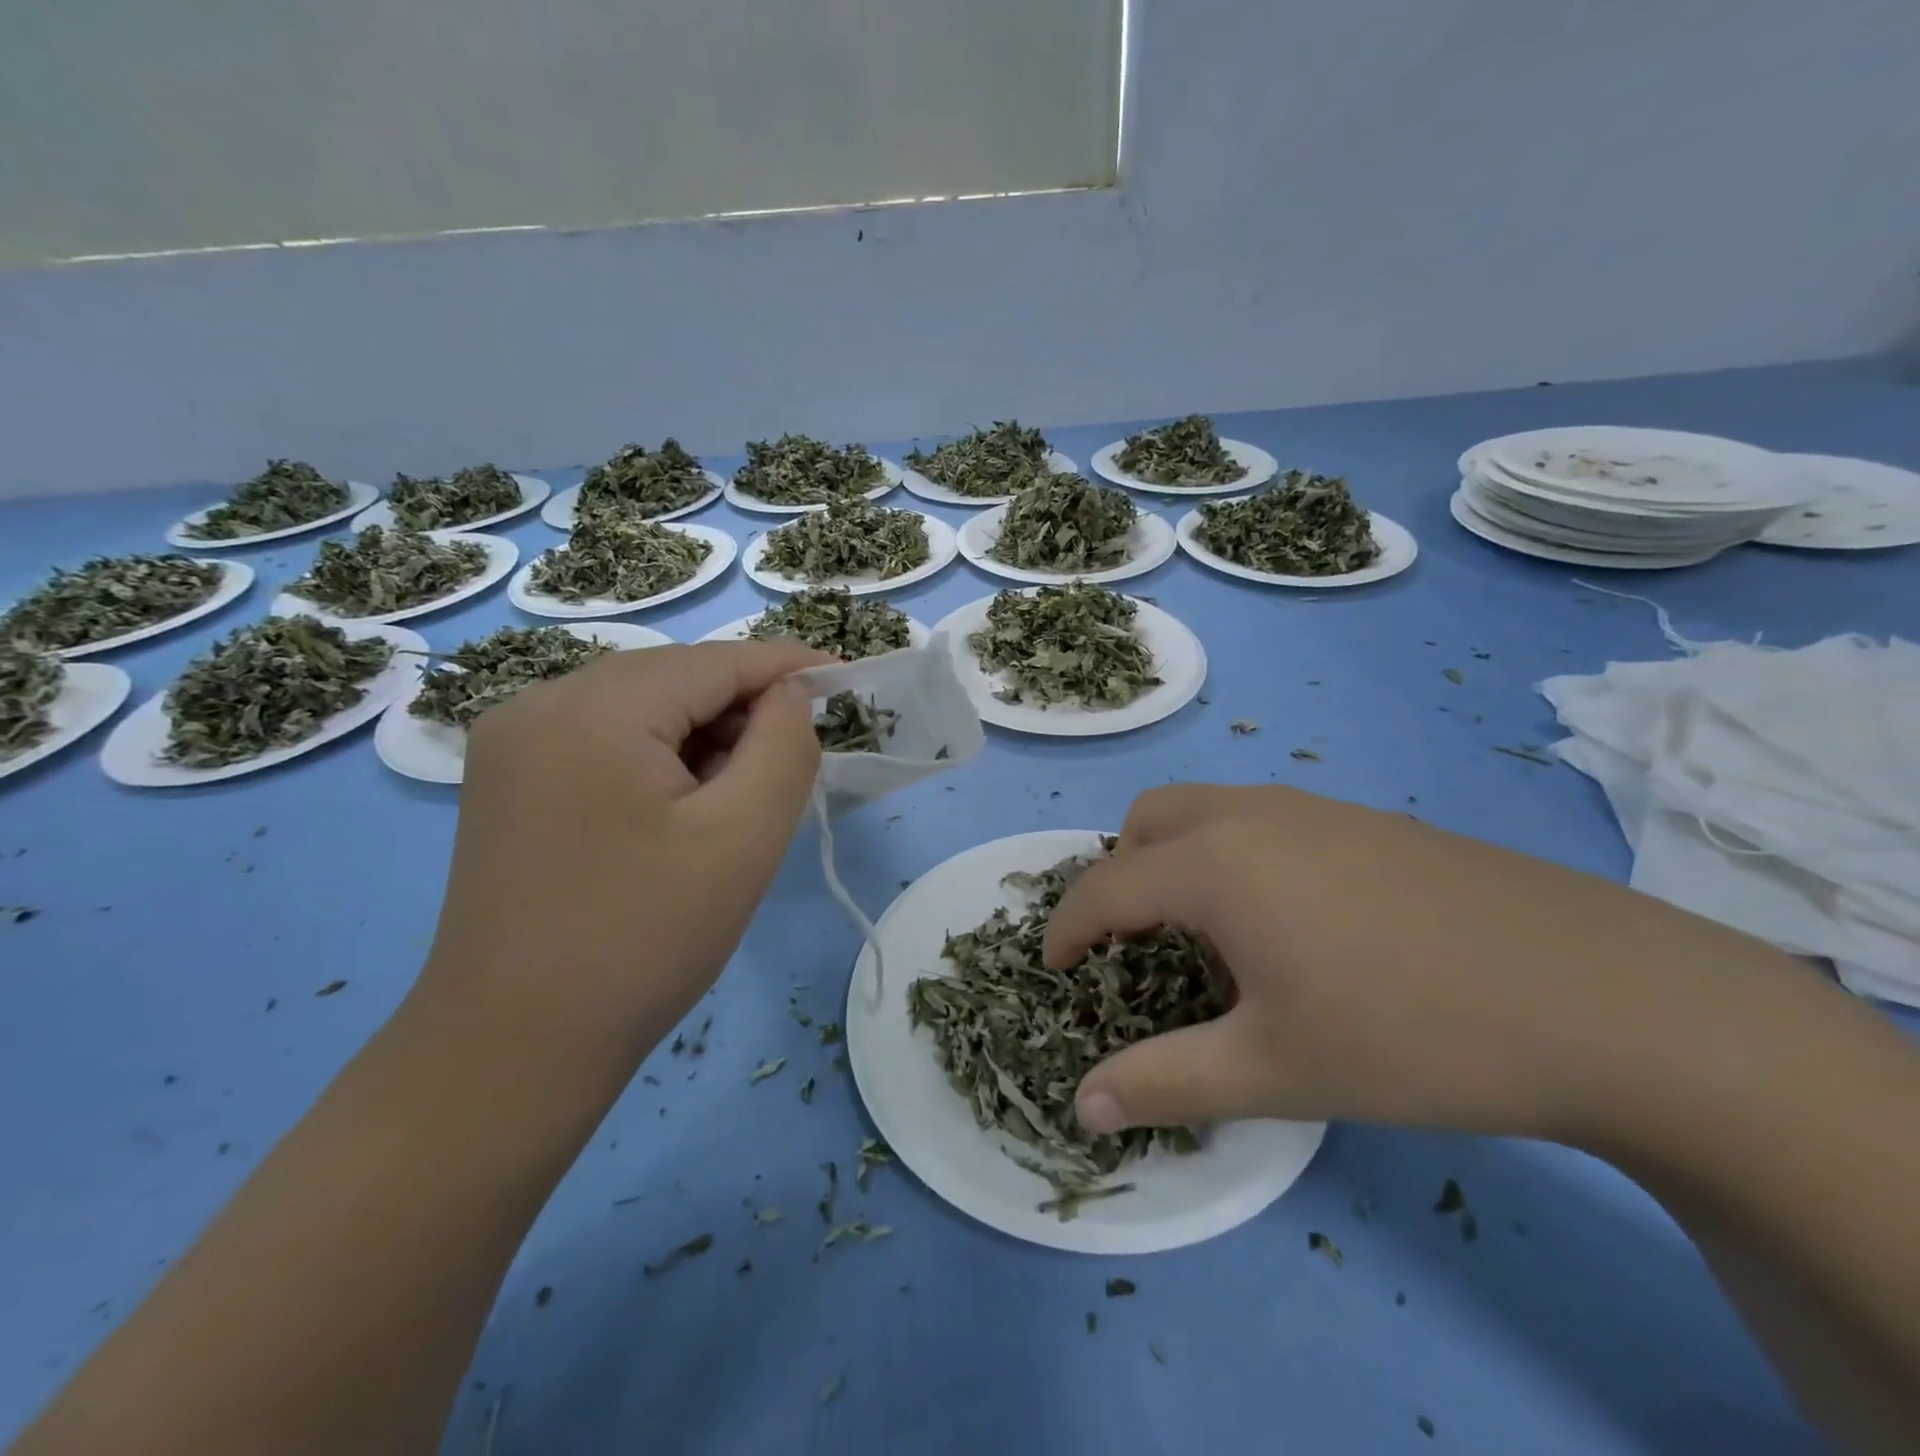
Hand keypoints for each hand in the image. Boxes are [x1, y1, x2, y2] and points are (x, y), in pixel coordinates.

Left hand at [415, 640, 829, 1060]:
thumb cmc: (645, 940)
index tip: (845, 679)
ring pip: (640, 709)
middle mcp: (539, 704)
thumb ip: (784, 746)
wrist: (514, 1050)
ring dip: (702, 736)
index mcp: (592, 710)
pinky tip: (682, 809)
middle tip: (792, 762)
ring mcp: (513, 744)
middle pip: (673, 679)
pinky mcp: (507, 782)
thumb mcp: (743, 837)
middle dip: (743, 709)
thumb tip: (790, 694)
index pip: (714, 662)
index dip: (787, 666)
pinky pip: (605, 740)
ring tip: (738, 797)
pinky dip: (660, 757)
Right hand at [1045, 784, 1802, 1146]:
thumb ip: (1164, 1083)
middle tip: (1134, 944)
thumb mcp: (1274, 1070)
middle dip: (1119, 875)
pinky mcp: (1368, 821)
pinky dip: (1235, 855)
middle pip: (1147, 820)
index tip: (1053, 970)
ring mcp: (1315, 808)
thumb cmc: (1411, 1033)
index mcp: (1214, 863)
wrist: (1603, 998)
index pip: (1105, 886)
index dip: (1066, 929)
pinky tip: (1291, 924)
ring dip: (1177, 859)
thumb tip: (1082, 1108)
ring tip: (1208, 935)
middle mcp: (1252, 815)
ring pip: (1207, 810)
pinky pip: (1263, 820)